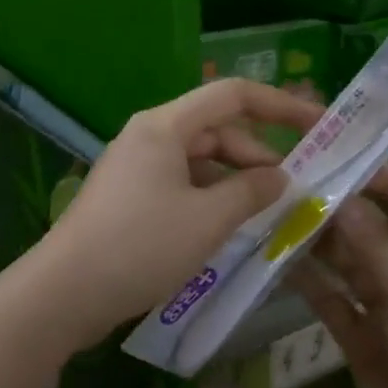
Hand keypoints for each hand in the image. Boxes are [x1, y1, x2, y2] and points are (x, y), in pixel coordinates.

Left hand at [36, 79, 322, 343]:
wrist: (66, 291)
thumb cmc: (141, 245)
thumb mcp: (208, 219)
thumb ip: (252, 191)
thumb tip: (280, 177)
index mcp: (165, 126)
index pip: (233, 95)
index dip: (281, 105)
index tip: (321, 128)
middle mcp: (149, 137)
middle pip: (216, 130)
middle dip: (258, 157)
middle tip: (293, 195)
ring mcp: (135, 168)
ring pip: (199, 162)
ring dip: (234, 183)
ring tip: (265, 217)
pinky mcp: (129, 198)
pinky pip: (180, 186)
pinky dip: (208, 200)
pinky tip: (227, 230)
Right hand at [291, 167, 387, 387]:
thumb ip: (378, 248)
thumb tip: (344, 196)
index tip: (345, 164)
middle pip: (383, 232)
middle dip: (346, 210)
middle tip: (296, 186)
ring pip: (353, 265)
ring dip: (322, 243)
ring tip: (280, 214)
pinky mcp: (364, 340)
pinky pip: (335, 301)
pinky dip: (311, 282)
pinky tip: (279, 260)